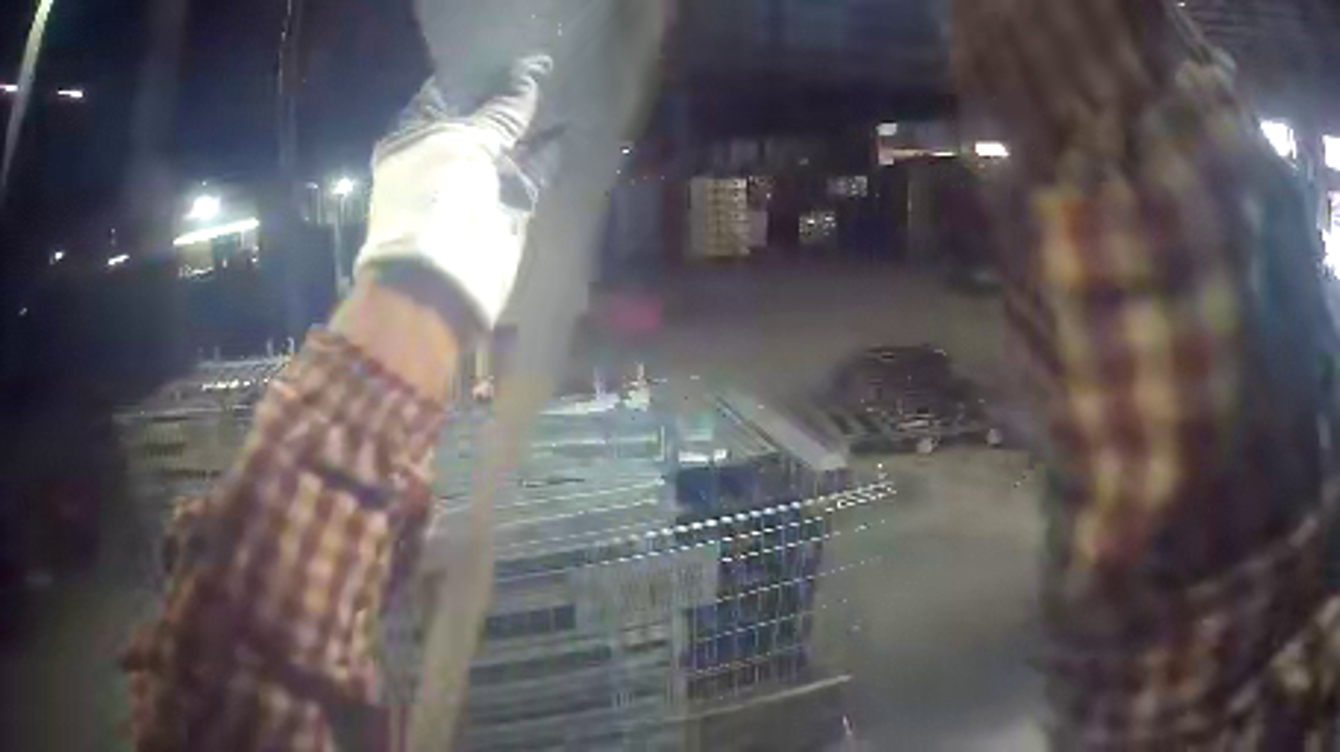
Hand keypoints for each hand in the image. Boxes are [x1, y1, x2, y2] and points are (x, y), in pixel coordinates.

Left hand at [355, 56, 555, 331]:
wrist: (441, 280)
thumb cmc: (434, 198)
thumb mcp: (462, 141)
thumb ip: (500, 108)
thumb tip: (531, 71)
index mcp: (414, 138)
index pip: (445, 94)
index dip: (475, 73)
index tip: (508, 52)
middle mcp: (442, 156)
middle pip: (480, 117)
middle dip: (508, 95)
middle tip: (543, 65)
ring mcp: (475, 184)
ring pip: (509, 144)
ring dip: (533, 122)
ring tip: (563, 88)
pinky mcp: (505, 207)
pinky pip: (532, 173)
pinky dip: (549, 155)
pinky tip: (569, 129)